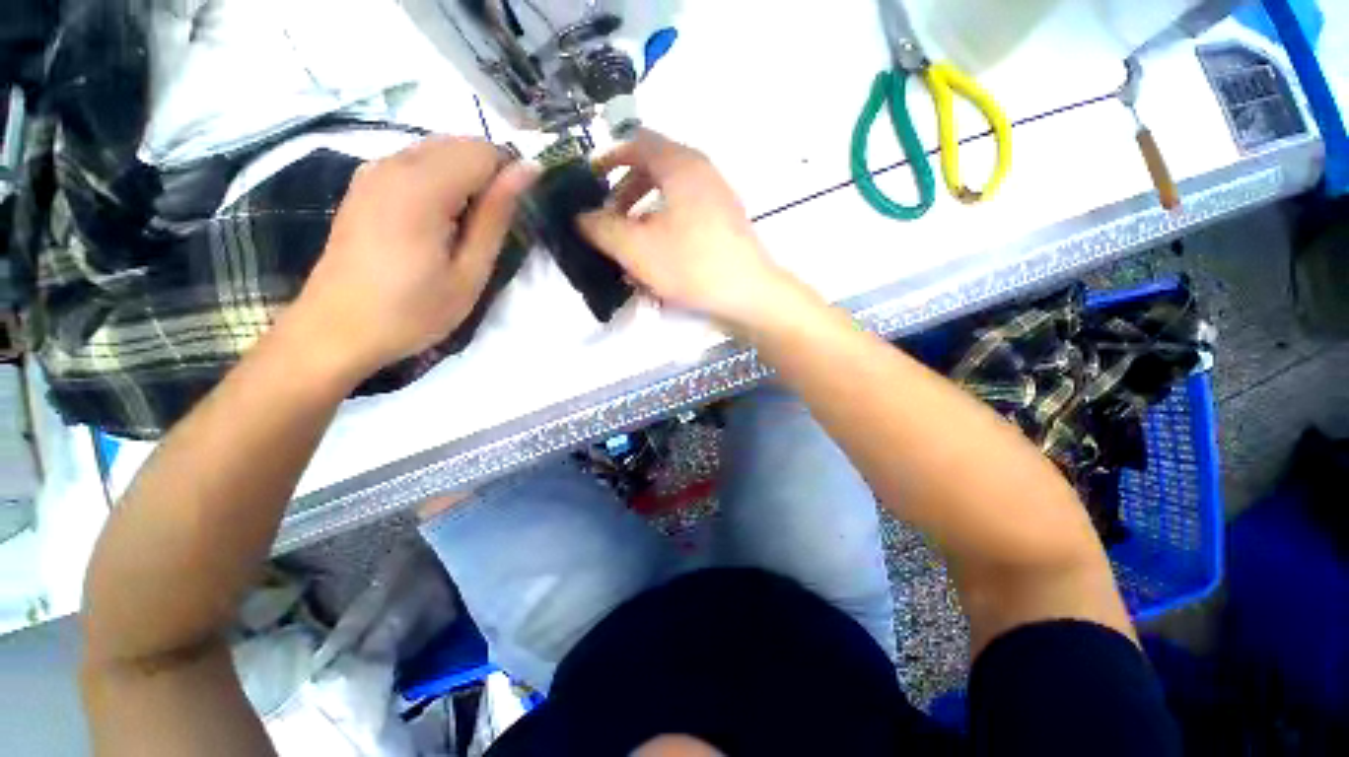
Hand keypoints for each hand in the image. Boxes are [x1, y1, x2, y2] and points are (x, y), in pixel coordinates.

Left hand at [287, 136, 535, 380]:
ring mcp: (373, 170)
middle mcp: (393, 164)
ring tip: (462, 231)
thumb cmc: (412, 311)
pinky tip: (436, 223)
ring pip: (438, 150)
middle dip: (487, 177)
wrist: (336, 331)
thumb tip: (528, 170)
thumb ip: (497, 216)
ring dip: (464, 180)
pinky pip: (415, 162)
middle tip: (488, 229)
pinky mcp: (364, 183)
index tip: (512, 218)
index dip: (508, 178)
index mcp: (421, 188)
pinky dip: (439, 182)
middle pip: (460, 144)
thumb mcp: (469, 272)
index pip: (484, 151)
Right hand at [577, 129, 805, 331]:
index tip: (591, 183)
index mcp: (680, 165)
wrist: (747, 293)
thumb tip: (581, 216)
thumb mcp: (636, 247)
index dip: (609, 158)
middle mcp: (701, 172)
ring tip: (630, 241)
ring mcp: (717, 197)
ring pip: (670, 193)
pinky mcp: (725, 222)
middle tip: (608, 218)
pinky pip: (686, 211)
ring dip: (644, 211)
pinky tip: (658, 253)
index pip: (637, 141)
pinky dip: (665, 223)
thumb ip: (602, 227)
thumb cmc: (691, 264)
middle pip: (654, 167)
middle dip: (625, 191)